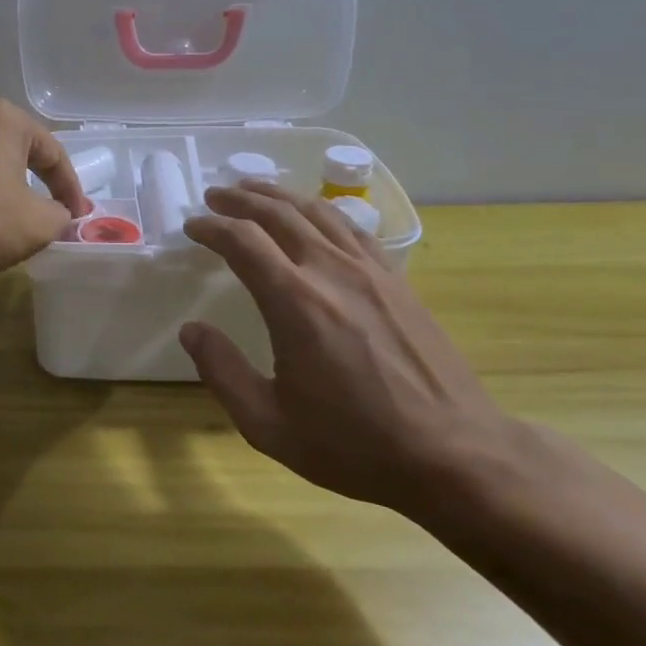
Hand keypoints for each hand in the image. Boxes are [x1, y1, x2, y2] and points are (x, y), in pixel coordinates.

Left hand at [0, 100, 91, 280]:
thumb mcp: (38, 224)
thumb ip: (60, 214)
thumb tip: (58, 214)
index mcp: (3, 118)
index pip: (52, 152)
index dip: (70, 188)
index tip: (77, 216)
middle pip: (16, 149)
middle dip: (36, 180)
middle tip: (50, 211)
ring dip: (2, 185)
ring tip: (12, 216)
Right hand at [180, 180, 516, 513]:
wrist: (453, 453)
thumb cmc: (354, 444)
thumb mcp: (269, 424)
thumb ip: (223, 372)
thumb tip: (191, 330)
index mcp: (295, 302)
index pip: (243, 242)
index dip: (212, 228)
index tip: (192, 226)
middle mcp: (331, 271)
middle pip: (279, 214)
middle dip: (241, 199)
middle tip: (215, 196)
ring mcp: (370, 271)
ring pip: (318, 212)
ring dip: (280, 196)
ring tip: (255, 191)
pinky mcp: (397, 280)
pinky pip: (352, 229)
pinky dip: (322, 212)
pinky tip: (315, 217)